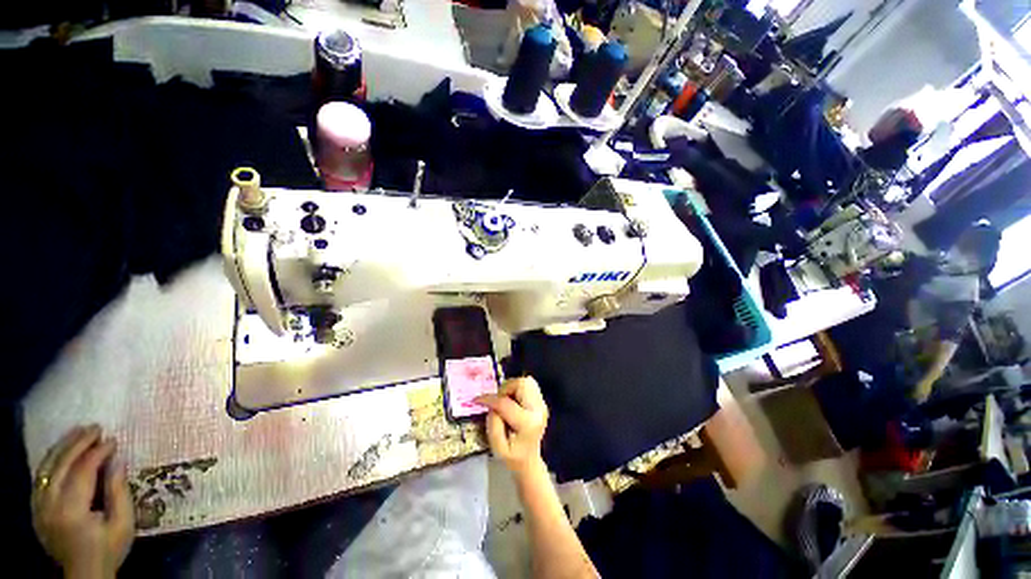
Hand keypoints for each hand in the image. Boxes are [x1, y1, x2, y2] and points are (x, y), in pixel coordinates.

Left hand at [32, 425, 134, 578]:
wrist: (85, 574)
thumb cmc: (109, 549)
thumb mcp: (122, 524)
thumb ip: (119, 493)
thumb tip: (118, 460)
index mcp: (71, 511)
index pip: (82, 472)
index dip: (97, 453)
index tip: (113, 440)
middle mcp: (50, 505)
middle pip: (60, 466)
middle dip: (78, 444)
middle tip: (95, 427)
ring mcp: (39, 507)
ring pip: (46, 468)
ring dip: (62, 447)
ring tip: (78, 431)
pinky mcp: (36, 508)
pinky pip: (40, 477)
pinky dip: (51, 460)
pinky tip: (61, 452)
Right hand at [475, 377, 548, 476]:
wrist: (529, 460)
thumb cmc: (512, 456)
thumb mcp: (497, 446)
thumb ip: (492, 423)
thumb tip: (491, 404)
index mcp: (528, 423)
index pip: (506, 403)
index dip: (490, 399)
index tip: (478, 399)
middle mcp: (538, 410)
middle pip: (521, 384)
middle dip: (505, 389)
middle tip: (497, 401)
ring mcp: (542, 404)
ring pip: (525, 381)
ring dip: (512, 387)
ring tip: (506, 400)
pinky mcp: (541, 401)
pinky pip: (528, 385)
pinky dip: (518, 388)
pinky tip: (513, 400)